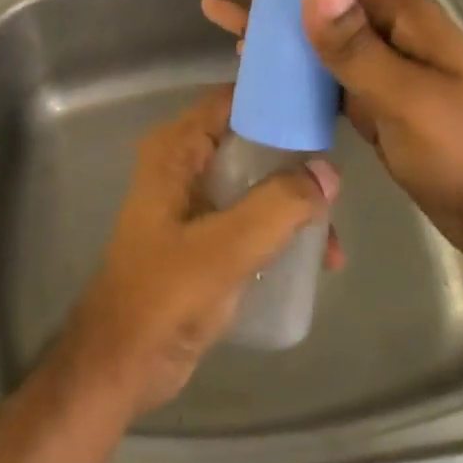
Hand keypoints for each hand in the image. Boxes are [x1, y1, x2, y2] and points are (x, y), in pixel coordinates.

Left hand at [58, 88, 338, 417]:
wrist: (122, 363)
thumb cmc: (164, 296)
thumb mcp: (226, 247)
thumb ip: (278, 205)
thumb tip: (327, 171)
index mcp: (176, 150)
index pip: (232, 100)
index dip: (276, 99)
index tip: (326, 108)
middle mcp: (183, 164)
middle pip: (251, 140)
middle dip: (297, 161)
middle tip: (341, 183)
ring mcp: (193, 201)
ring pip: (256, 182)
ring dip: (295, 204)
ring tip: (333, 244)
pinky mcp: (204, 236)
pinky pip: (252, 216)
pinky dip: (281, 230)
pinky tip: (315, 261)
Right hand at [199, 0, 462, 272]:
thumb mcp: (412, 99)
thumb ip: (358, 47)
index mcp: (405, 16)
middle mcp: (389, 33)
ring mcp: (381, 71)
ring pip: (313, 32)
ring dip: (266, 19)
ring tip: (216, 12)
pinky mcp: (373, 106)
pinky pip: (319, 73)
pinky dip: (284, 63)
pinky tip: (252, 63)